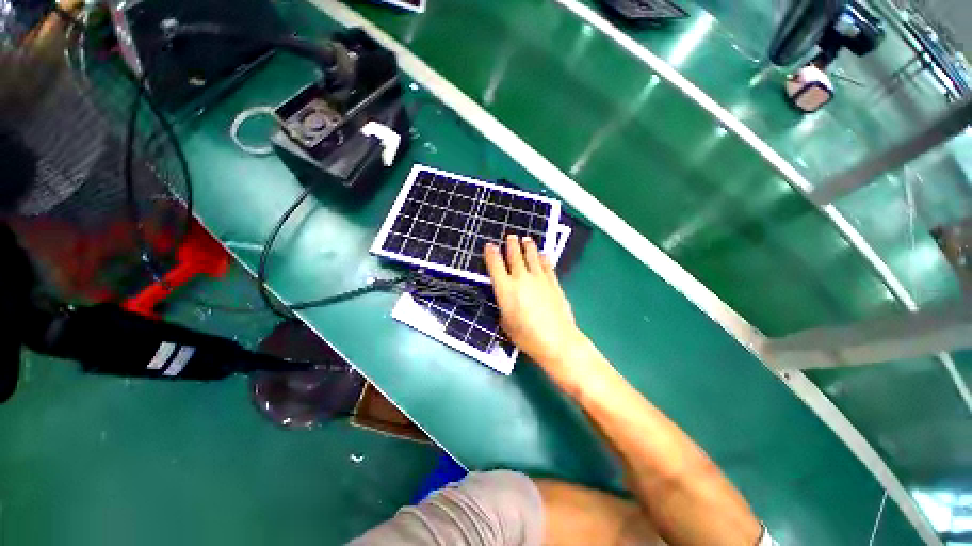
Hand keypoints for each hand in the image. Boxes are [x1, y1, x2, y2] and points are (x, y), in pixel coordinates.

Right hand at [484, 235, 583, 369]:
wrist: (556, 339)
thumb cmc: (526, 336)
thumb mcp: (505, 324)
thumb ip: (504, 307)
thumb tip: (507, 300)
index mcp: (505, 289)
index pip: (495, 266)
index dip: (491, 254)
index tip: (490, 246)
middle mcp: (521, 279)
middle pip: (515, 256)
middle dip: (511, 244)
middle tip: (510, 236)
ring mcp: (539, 279)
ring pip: (532, 257)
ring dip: (528, 247)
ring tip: (526, 240)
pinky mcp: (553, 282)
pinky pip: (547, 266)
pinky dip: (544, 258)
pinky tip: (543, 254)